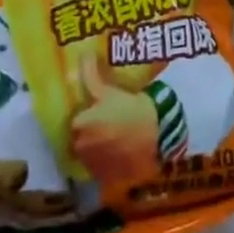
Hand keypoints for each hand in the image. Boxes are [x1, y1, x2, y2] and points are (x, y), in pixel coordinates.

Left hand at [68, 54, 161, 179]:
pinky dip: (105, 163)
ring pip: (88, 154)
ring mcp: (93, 166)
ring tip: (114, 138)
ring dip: (96, 147)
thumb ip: (90, 74)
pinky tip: (118, 153)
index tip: (97, 111)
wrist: (158, 135)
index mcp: (79, 124)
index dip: (85, 115)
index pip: (74, 120)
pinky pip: (100, 170)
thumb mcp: (109, 90)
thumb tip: (83, 53)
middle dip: (89, 132)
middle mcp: (80, 147)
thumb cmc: (132, 109)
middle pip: (78, 138)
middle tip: (107, 122)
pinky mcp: (105, 179)